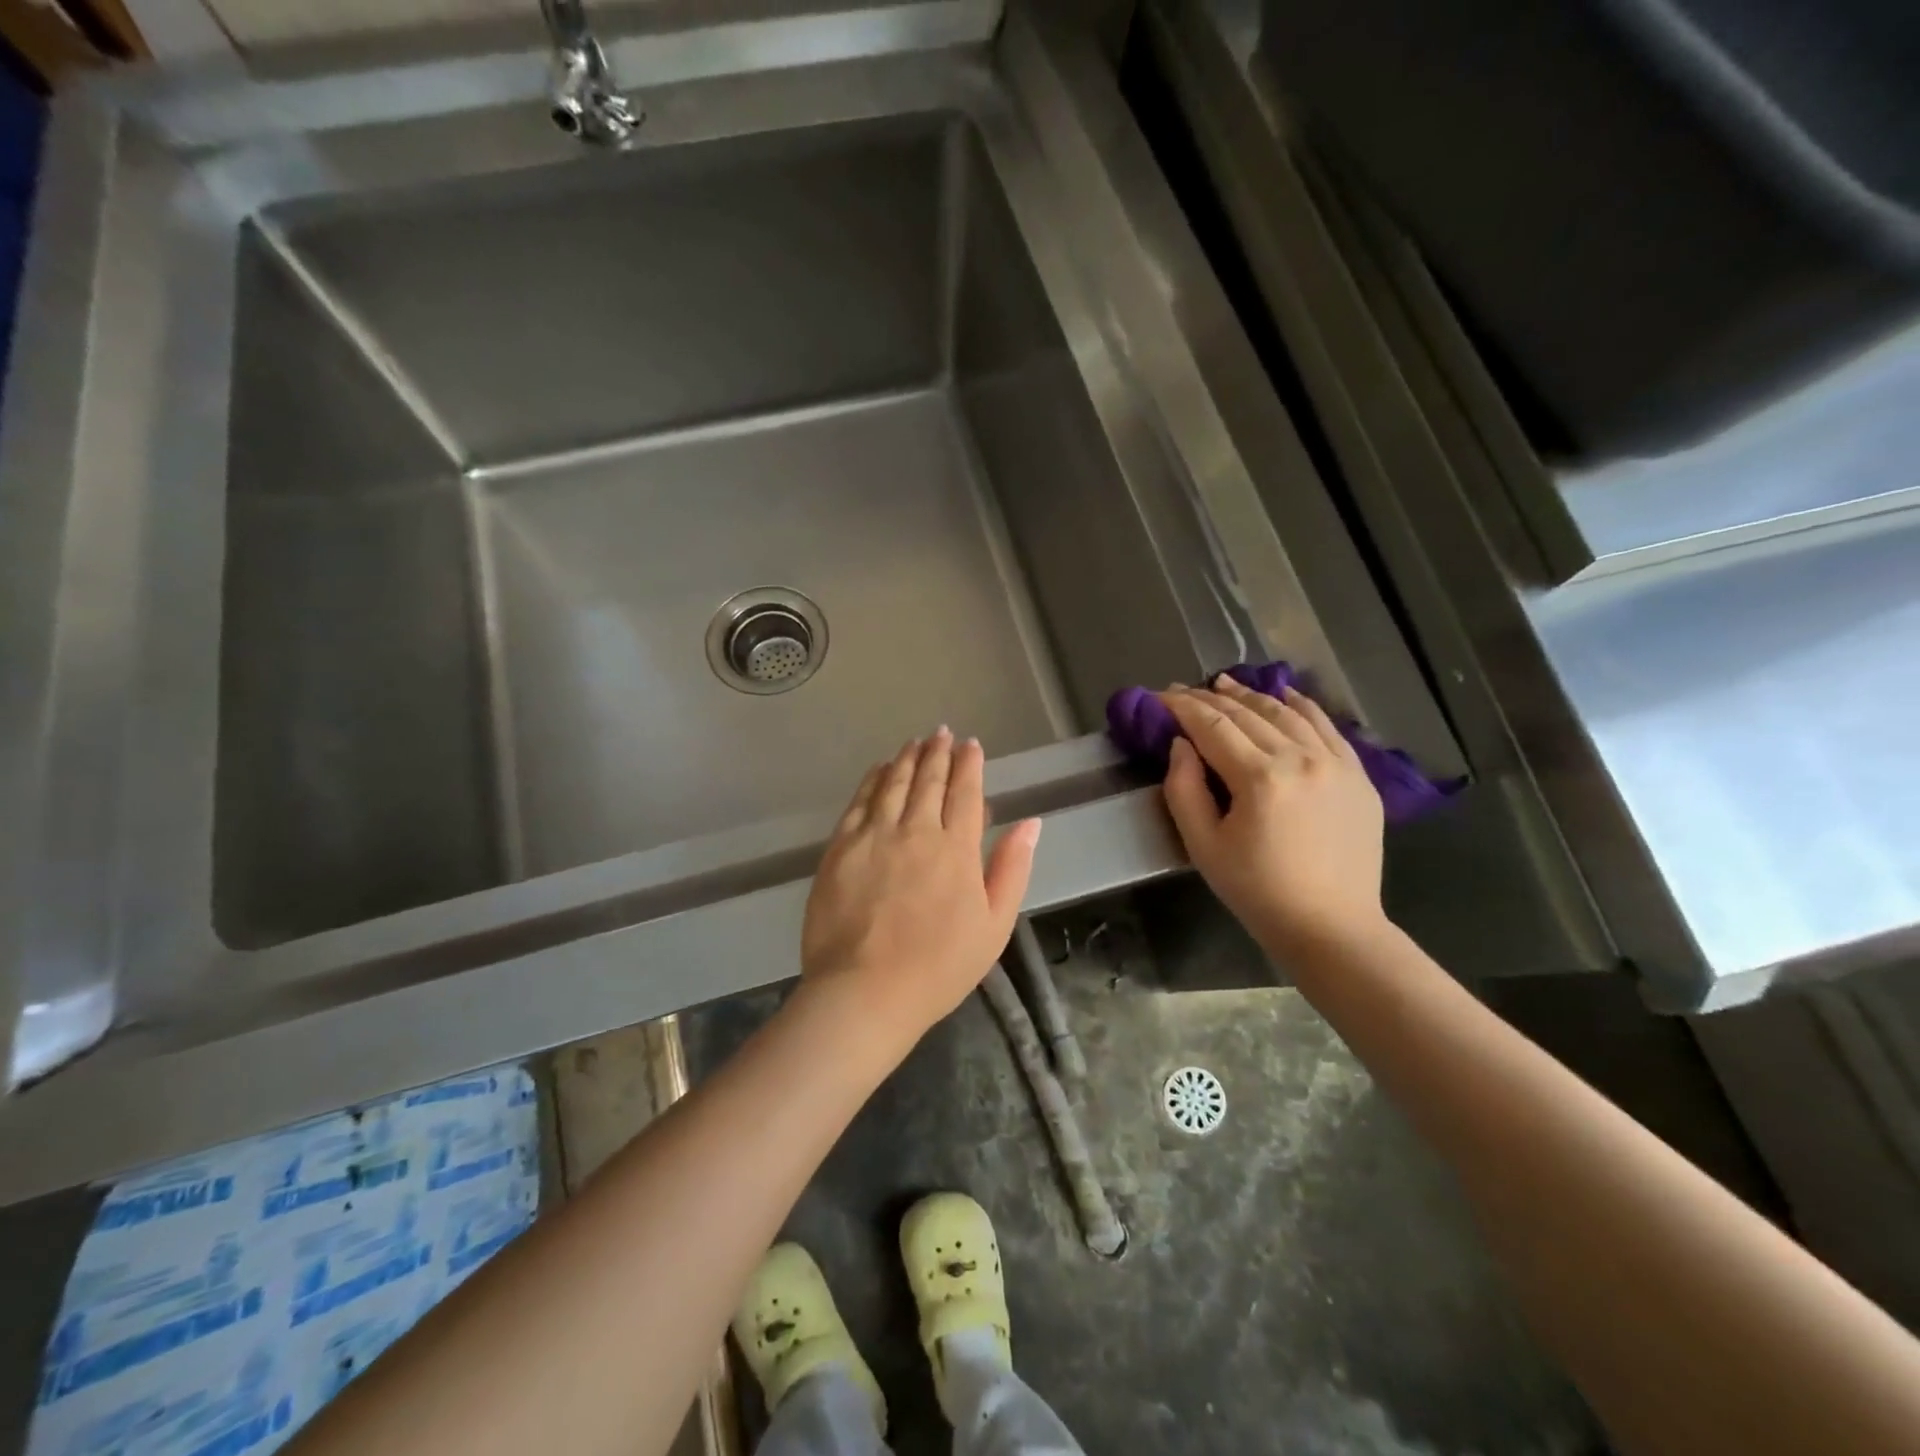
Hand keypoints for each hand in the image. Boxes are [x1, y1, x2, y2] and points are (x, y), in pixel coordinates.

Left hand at [799, 729, 1040, 1046]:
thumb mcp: (994, 925)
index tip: (971, 745)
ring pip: (894, 783)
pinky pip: (860, 801)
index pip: (966, 793)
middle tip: (942, 733)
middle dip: (938, 752)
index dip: (970, 765)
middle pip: (929, 780)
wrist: (864, 992)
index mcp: (957, 849)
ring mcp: (874, 835)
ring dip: (907, 758)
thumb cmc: (938, 967)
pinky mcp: (840, 847)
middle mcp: (916, 830)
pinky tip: (880, 769)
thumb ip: (1012, 868)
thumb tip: (1031, 822)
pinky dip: (873, 779)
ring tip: (915, 741)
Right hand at [1160, 675, 1385, 958]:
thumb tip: (1180, 745)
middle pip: (1248, 714)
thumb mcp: (1204, 846)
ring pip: (1287, 713)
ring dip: (1252, 695)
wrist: (1331, 926)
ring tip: (1225, 683)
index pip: (1213, 726)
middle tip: (1183, 690)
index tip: (1160, 696)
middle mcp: (1301, 758)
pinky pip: (1327, 727)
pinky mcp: (1358, 775)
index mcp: (1260, 777)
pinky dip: (1302, 706)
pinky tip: (1285, 695)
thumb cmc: (1257, 891)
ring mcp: (1336, 763)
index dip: (1183, 707)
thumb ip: (1184, 789)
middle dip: (1210, 698)